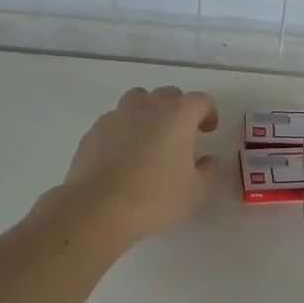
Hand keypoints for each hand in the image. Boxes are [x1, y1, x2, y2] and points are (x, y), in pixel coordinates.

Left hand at [56, 86, 219, 244]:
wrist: (99, 207)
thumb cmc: (155, 197)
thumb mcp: (196, 191)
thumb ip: (209, 171)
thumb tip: (208, 160)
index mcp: (177, 115)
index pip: (200, 101)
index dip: (208, 113)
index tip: (208, 130)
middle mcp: (147, 107)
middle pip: (168, 94)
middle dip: (179, 110)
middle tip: (180, 136)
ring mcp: (117, 115)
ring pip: (138, 100)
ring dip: (149, 112)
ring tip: (149, 138)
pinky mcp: (94, 131)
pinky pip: (115, 121)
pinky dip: (124, 130)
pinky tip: (123, 155)